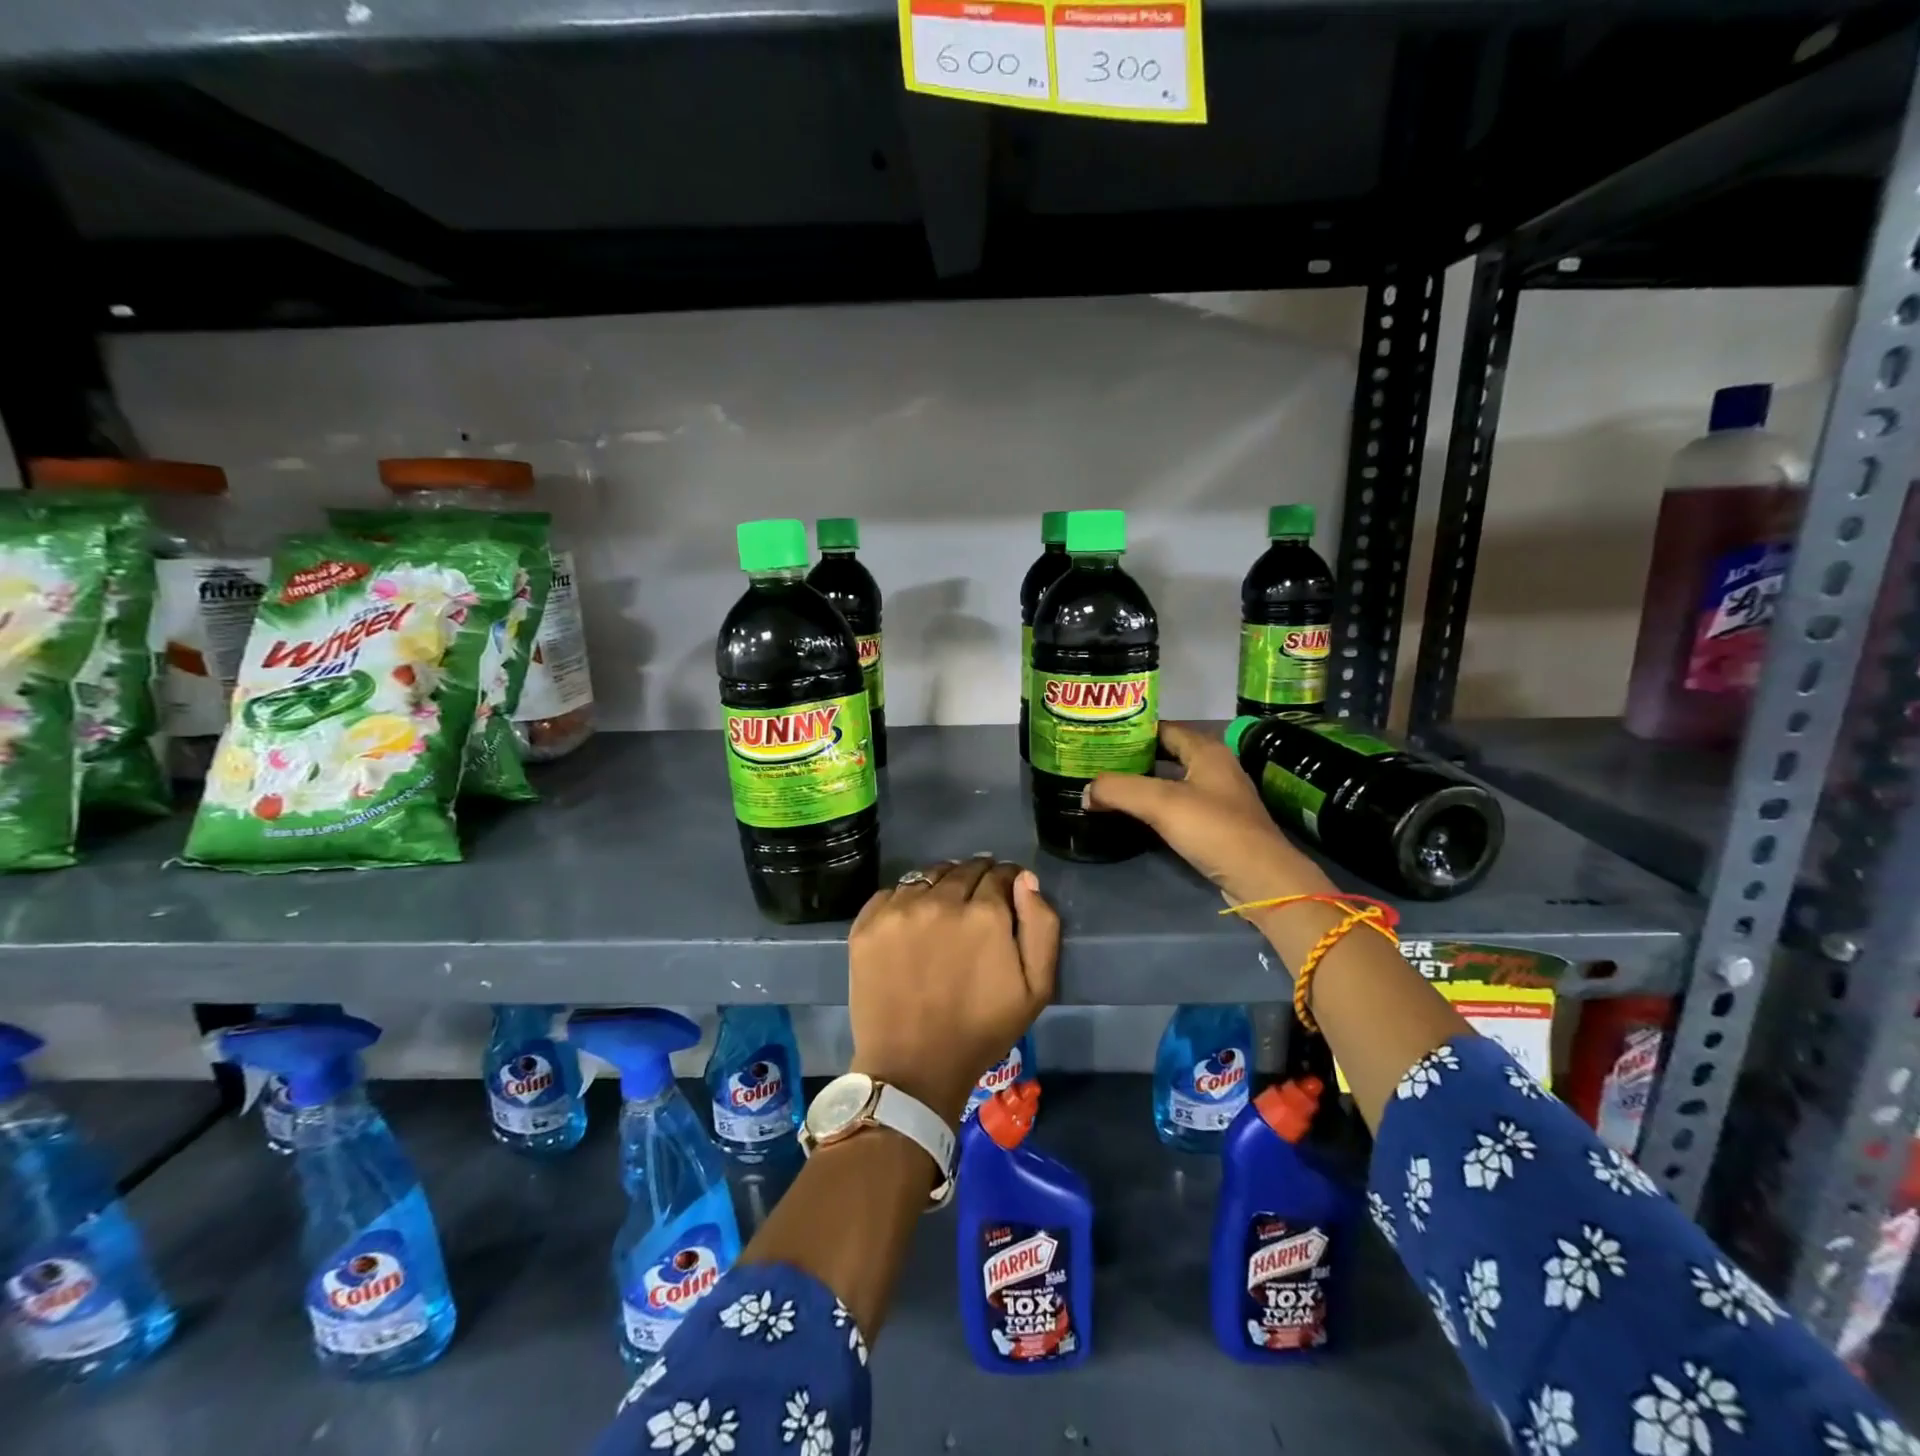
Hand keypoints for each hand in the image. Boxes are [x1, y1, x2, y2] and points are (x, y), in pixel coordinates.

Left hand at [847, 857, 1058, 1126]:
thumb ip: (1041, 926)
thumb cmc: (981, 1031)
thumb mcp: (1036, 988)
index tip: (1006, 894)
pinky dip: (907, 899)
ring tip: (944, 907)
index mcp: (985, 913)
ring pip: (928, 876)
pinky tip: (912, 921)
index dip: (1007, 881)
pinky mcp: (867, 924)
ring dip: (942, 884)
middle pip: (964, 869)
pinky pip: (893, 892)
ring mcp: (899, 910)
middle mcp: (940, 900)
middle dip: (977, 878)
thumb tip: (1025, 880)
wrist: (913, 1067)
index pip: (1000, 873)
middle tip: (977, 902)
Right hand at [1085, 721, 1334, 912]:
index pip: (1162, 728)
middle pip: (1165, 753)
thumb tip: (1086, 791)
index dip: (1131, 730)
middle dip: (1132, 757)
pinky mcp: (1216, 823)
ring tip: (1107, 787)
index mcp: (1206, 750)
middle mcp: (1214, 766)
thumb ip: (1118, 790)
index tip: (1099, 736)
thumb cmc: (1214, 829)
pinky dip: (1154, 806)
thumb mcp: (1160, 803)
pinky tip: (1132, 814)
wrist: (1260, 879)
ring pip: (1170, 781)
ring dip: (1142, 783)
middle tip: (1096, 762)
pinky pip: (1177, 805)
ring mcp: (1217, 796)